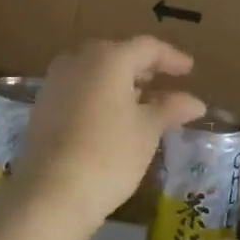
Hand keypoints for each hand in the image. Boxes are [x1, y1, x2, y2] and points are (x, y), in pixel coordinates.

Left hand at [14, 37, 202, 237]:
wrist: (51, 191)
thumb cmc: (109, 155)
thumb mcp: (147, 131)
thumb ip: (170, 109)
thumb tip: (195, 102)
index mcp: (109, 58)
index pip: (147, 47)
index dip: (171, 57)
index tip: (189, 70)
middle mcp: (79, 58)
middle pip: (118, 54)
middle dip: (143, 68)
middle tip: (164, 83)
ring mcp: (56, 79)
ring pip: (95, 70)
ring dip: (119, 81)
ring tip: (140, 101)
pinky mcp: (43, 102)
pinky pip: (78, 86)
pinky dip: (98, 93)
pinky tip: (110, 116)